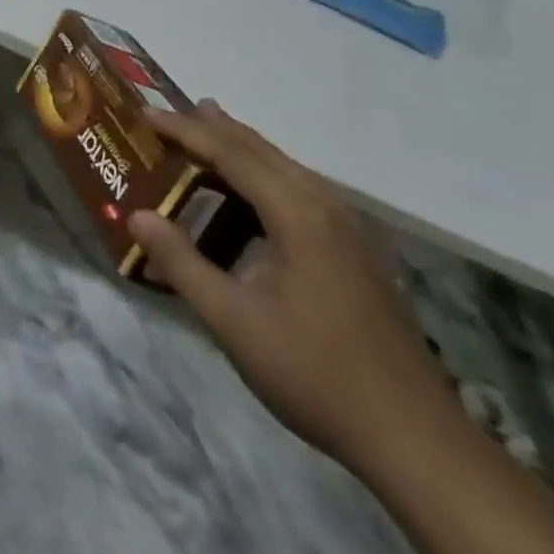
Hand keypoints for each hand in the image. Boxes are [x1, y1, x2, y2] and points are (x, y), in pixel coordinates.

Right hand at [128, 102, 451, 473]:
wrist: (417, 441)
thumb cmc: (315, 373)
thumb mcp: (233, 321)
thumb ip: (182, 263)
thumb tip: (136, 216)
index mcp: (297, 214)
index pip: (232, 154)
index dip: (186, 130)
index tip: (146, 114)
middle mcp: (326, 208)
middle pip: (263, 151)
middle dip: (215, 128)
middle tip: (172, 112)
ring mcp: (349, 231)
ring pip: (286, 168)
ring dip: (243, 148)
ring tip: (210, 132)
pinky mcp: (358, 255)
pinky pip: (301, 190)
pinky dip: (265, 174)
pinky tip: (256, 193)